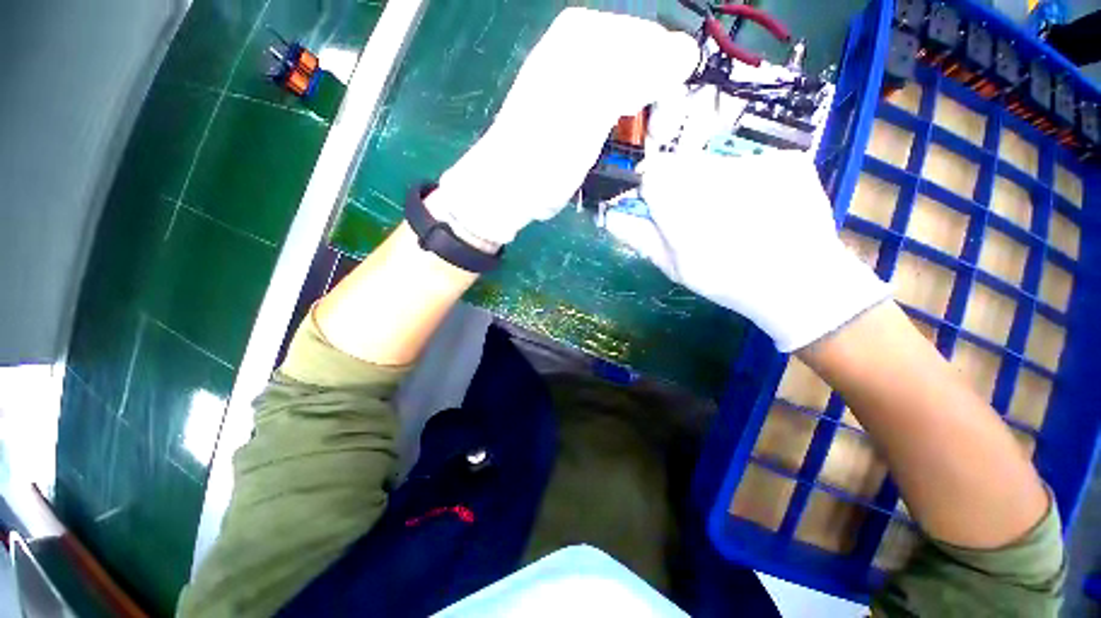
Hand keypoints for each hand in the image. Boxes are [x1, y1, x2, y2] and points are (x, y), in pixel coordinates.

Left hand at [426, 8, 698, 248]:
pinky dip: (631, 127)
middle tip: (651, 140)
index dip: (671, 85)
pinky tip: (622, 144)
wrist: (513, 185)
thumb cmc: (549, 149)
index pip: (658, 42)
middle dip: (660, 103)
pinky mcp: (581, 109)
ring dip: (646, 119)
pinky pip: (623, 107)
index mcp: (589, 34)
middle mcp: (586, 47)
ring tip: (637, 147)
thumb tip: (686, 54)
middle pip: (650, 63)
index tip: (660, 130)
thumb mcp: (596, 103)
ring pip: (639, 87)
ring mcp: (583, 79)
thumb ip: (644, 68)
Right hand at [604, 150, 890, 351]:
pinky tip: (760, 208)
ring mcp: (757, 163)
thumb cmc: (725, 281)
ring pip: (715, 162)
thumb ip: (639, 236)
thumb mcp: (673, 266)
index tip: (657, 206)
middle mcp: (716, 174)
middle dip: (681, 185)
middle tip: (696, 216)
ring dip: (713, 183)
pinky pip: (751, 162)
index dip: (651, 188)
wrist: (800, 284)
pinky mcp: (788, 160)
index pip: (652, 173)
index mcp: (682, 205)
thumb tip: (610, 215)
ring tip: (731, 215)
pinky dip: (748, 181)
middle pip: (683, 164)